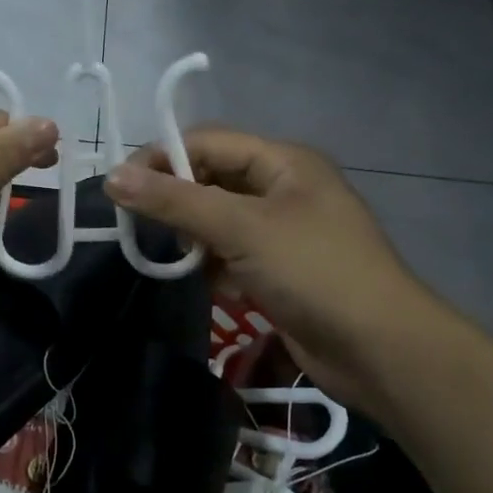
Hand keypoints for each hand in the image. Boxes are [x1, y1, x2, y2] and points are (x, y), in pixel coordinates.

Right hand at [105, 129, 440, 408]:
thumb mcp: (241, 229)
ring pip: (218, 218)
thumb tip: (112, 177)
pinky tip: (204, 281)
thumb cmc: (313, 272)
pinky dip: (211, 263)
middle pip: (211, 178)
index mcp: (283, 162)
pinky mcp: (279, 269)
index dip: (161, 158)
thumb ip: (175, 201)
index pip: (207, 142)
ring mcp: (283, 230)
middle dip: (174, 198)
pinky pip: (231, 252)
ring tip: (168, 254)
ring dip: (191, 234)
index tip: (119, 188)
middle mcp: (283, 187)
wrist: (380, 350)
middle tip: (136, 223)